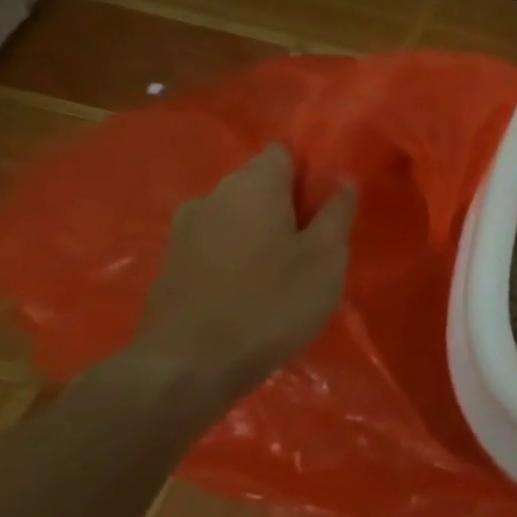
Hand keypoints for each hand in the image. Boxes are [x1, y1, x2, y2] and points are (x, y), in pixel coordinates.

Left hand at [125, 146, 356, 406]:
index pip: (285, 151)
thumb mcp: (326, 259)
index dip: (312, 171)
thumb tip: (343, 179)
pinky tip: (255, 286)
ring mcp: (186, 227)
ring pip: (239, 212)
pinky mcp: (173, 259)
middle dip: (291, 202)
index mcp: (254, 185)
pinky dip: (241, 251)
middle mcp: (214, 194)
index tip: (332, 204)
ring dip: (265, 229)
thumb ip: (337, 213)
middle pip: (260, 181)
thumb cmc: (272, 304)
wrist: (188, 364)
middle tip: (319, 242)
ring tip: (288, 268)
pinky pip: (219, 239)